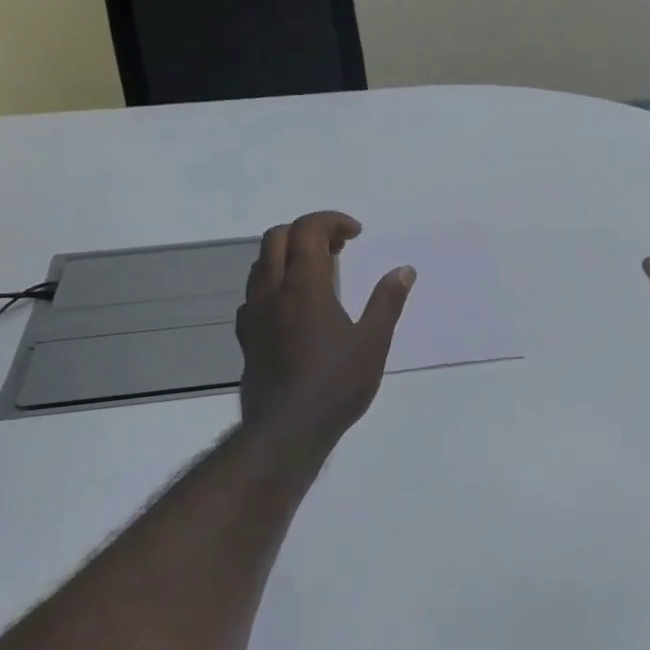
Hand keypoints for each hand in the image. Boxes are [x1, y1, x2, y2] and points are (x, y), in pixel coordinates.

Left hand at [236, 211, 413, 451]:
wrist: (287, 429)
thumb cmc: (336, 384)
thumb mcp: (373, 343)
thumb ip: (387, 302)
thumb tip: (404, 270)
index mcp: (305, 286)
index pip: (308, 229)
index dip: (331, 221)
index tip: (355, 234)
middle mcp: (273, 291)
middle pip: (277, 238)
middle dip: (307, 231)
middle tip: (338, 248)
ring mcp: (254, 314)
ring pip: (260, 264)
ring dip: (287, 255)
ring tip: (317, 273)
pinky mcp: (246, 337)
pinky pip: (253, 295)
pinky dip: (273, 285)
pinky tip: (291, 307)